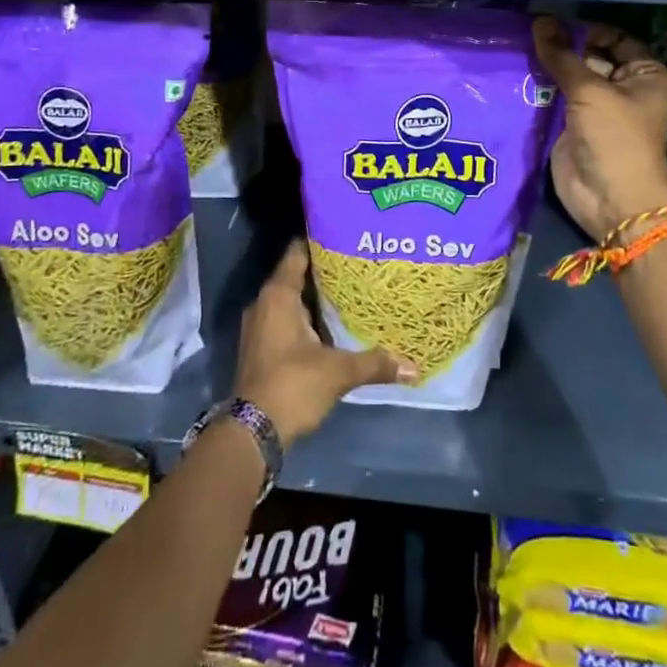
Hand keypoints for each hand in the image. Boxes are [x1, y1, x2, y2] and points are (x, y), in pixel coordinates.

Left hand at [233, 240, 412, 446]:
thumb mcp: (337, 372)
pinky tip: (331, 324)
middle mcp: (264, 303)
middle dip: (324, 270)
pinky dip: (306, 317)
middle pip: (296, 275)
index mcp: (278, 295)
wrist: (252, 433)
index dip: (320, 240)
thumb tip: (414, 367)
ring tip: (350, 290)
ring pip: (291, 300)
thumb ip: (374, 363)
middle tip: (357, 262)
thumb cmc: (292, 385)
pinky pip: (285, 319)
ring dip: (315, 296)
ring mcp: (259, 326)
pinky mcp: (261, 347)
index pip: (298, 252)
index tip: (346, 233)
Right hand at [532, 16, 666, 242]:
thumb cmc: (615, 138)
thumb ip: (562, 57)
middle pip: (589, 56)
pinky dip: (538, 88)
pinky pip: (555, 99)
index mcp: (645, 74)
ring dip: (547, 67)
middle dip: (561, 46)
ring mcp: (597, 107)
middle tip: (525, 31)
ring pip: (569, 77)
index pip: (613, 37)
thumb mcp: (590, 91)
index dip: (584, 29)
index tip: (551, 22)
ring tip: (515, 46)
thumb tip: (540, 22)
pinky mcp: (573, 125)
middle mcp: (624, 87)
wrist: (612, 200)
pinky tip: (515, 71)